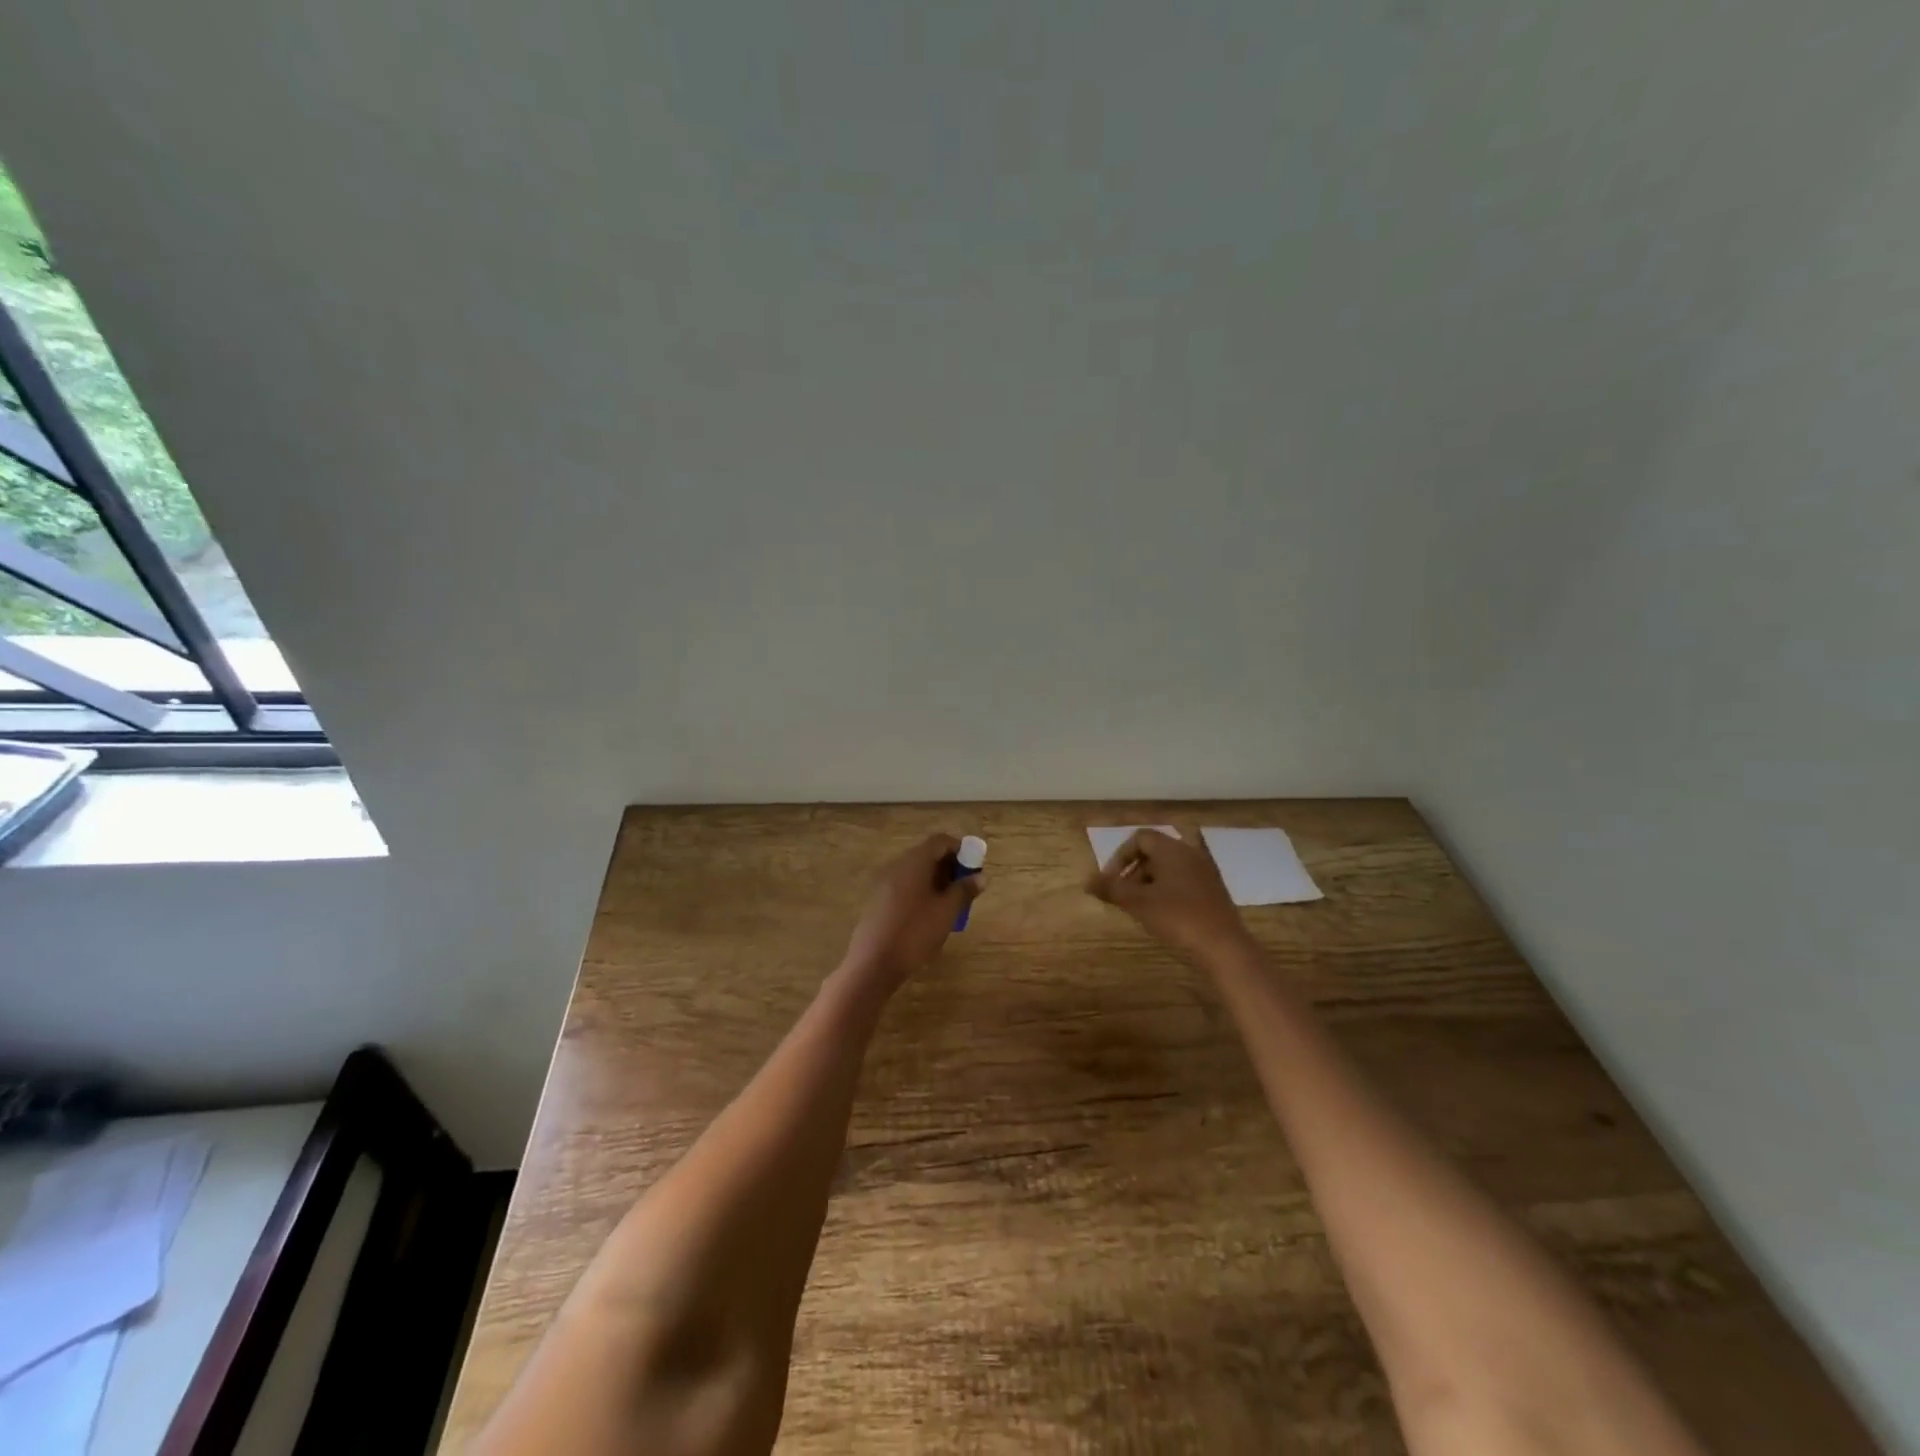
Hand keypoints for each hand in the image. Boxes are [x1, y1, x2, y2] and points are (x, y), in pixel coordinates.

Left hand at [840, 834, 983, 993]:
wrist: (873, 963)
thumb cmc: (915, 932)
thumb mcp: (947, 911)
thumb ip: (964, 890)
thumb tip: (981, 877)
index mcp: (914, 861)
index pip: (940, 841)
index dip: (960, 849)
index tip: (975, 866)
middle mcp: (897, 865)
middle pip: (927, 855)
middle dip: (949, 867)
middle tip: (966, 888)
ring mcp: (884, 883)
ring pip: (916, 872)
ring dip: (936, 881)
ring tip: (951, 905)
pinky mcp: (878, 901)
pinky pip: (905, 887)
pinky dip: (921, 892)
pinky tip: (930, 916)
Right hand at [1087, 829, 1249, 959]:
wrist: (1223, 946)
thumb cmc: (1177, 917)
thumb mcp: (1137, 903)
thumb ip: (1111, 888)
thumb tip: (1087, 881)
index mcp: (1172, 849)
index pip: (1139, 838)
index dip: (1120, 856)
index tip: (1111, 881)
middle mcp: (1190, 853)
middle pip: (1154, 851)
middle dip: (1133, 871)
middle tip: (1124, 895)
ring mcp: (1205, 871)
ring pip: (1169, 867)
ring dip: (1150, 881)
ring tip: (1141, 907)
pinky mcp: (1213, 889)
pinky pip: (1184, 880)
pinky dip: (1168, 890)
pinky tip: (1164, 914)